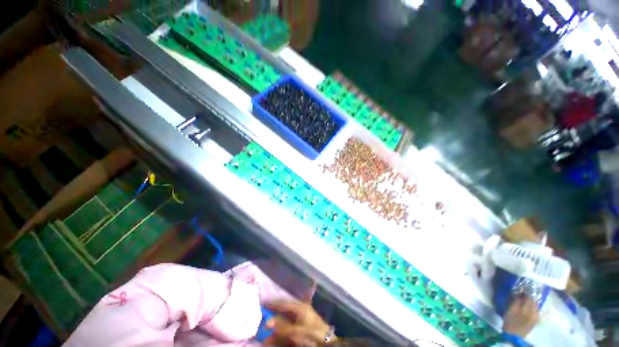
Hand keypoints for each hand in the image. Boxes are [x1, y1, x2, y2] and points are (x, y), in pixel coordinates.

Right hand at [264, 301, 332, 345]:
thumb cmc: (311, 335)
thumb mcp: (295, 331)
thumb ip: (281, 326)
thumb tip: (267, 320)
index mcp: (300, 308)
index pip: (283, 303)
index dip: (273, 303)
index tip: (262, 304)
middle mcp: (299, 314)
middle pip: (282, 315)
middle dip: (271, 321)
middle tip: (261, 324)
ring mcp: (300, 325)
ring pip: (283, 327)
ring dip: (274, 333)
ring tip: (264, 339)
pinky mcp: (300, 335)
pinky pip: (287, 336)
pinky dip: (279, 339)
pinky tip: (271, 342)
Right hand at [502, 295, 539, 337]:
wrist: (514, 335)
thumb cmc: (510, 321)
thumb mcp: (510, 310)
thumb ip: (516, 301)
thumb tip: (519, 293)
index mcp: (528, 309)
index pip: (529, 297)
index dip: (524, 292)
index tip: (520, 290)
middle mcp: (535, 312)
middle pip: (534, 300)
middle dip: (529, 297)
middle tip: (522, 295)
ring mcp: (537, 316)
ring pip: (535, 305)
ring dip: (531, 302)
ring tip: (524, 301)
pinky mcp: (536, 320)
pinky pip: (536, 310)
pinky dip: (532, 307)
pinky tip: (528, 308)